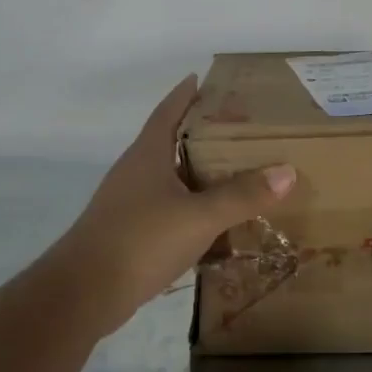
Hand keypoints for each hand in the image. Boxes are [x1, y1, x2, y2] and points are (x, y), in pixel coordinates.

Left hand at [58, 75, 295, 330]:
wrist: (84, 293)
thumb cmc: (141, 240)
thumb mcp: (200, 216)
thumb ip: (242, 195)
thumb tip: (287, 171)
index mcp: (147, 155)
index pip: (167, 112)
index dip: (184, 94)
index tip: (203, 79)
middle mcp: (135, 172)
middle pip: (170, 142)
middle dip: (201, 134)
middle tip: (239, 129)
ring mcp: (129, 204)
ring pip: (170, 179)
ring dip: (198, 173)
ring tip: (235, 172)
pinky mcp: (130, 233)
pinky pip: (168, 209)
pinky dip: (191, 207)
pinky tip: (213, 221)